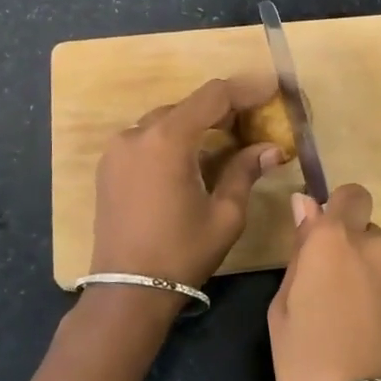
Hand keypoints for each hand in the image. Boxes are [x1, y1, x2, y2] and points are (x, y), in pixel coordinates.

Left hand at [89, 76, 282, 288]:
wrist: (127, 291)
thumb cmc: (182, 253)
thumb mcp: (225, 215)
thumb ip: (245, 171)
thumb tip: (271, 148)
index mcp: (167, 140)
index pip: (213, 96)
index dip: (246, 89)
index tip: (272, 89)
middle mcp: (137, 133)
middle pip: (188, 105)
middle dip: (223, 110)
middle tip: (254, 122)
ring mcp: (118, 148)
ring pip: (166, 120)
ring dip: (197, 125)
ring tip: (227, 141)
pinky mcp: (109, 165)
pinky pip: (147, 138)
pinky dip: (173, 139)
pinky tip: (193, 158)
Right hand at [266, 185, 380, 380]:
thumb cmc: (308, 362)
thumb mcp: (283, 309)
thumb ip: (300, 251)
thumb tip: (305, 204)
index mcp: (336, 240)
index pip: (350, 195)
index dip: (339, 209)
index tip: (325, 237)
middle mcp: (380, 248)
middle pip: (368, 234)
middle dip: (354, 253)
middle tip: (334, 295)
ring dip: (376, 282)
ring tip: (361, 328)